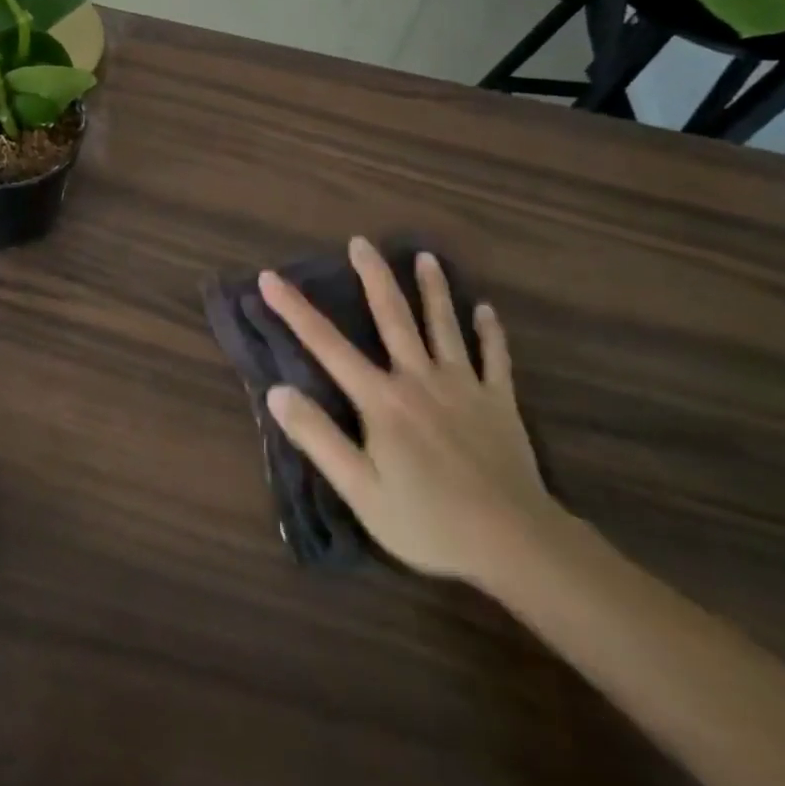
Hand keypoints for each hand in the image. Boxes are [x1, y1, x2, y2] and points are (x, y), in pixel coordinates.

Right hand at [258, 239, 559, 589]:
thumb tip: (276, 391)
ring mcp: (464, 387)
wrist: (514, 543)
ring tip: (426, 256)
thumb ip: (318, 438)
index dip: (295, 310)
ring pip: (445, 327)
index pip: (327, 345)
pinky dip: (490, 333)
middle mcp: (420, 379)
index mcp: (382, 400)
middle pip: (393, 318)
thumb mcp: (360, 489)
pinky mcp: (499, 403)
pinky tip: (487, 311)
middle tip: (361, 241)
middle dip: (374, 277)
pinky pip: (495, 359)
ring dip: (434, 290)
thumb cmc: (428, 521)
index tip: (270, 277)